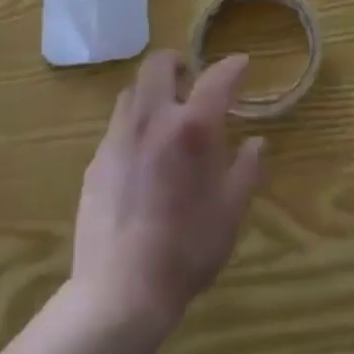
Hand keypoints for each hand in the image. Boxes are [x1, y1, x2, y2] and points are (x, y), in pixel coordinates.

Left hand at [71, 51, 265, 330]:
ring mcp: (118, 138)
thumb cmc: (187, 249)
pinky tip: (142, 153)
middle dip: (177, 62)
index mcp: (191, 127)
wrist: (120, 291)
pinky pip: (117, 125)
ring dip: (152, 90)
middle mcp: (152, 119)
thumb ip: (246, 169)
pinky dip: (134, 123)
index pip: (216, 79)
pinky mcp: (96, 162)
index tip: (241, 64)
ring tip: (165, 112)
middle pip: (158, 65)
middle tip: (191, 78)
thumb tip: (256, 143)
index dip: (232, 67)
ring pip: (132, 91)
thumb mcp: (230, 211)